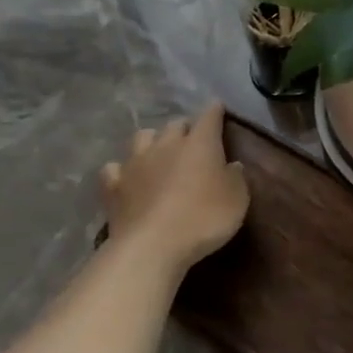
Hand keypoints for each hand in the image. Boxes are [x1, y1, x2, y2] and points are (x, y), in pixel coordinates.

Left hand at [99, 103, 247, 274]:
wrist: (153, 245)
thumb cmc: (204, 219)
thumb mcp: (238, 200)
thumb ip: (236, 178)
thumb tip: (232, 165)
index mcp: (199, 144)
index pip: (209, 117)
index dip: (215, 111)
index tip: (218, 107)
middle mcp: (165, 144)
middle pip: (175, 125)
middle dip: (184, 128)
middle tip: (192, 139)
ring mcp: (135, 163)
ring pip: (142, 138)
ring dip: (153, 141)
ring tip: (158, 152)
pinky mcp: (114, 185)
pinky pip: (115, 168)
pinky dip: (122, 169)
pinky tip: (127, 177)